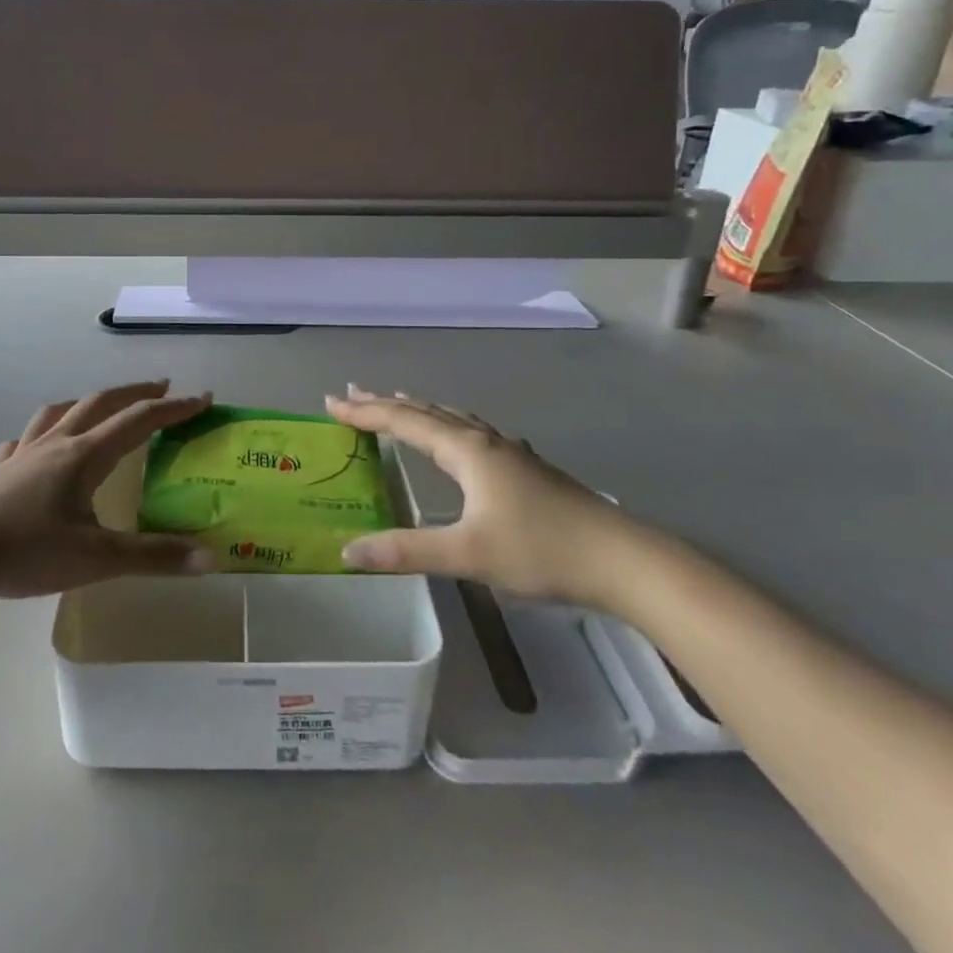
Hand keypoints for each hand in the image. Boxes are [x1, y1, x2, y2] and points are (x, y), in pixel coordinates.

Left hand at [0, 380, 215, 606]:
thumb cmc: (24, 552)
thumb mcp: (96, 559)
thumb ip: (154, 557)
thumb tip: (210, 557)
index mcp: (84, 455)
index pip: (140, 420)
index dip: (175, 408)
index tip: (203, 398)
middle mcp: (55, 444)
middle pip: (100, 403)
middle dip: (135, 393)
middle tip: (161, 388)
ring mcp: (20, 455)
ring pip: (58, 414)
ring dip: (86, 403)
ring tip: (99, 407)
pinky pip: (21, 442)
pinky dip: (37, 436)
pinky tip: (32, 449)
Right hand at [326, 386, 647, 608]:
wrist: (621, 559)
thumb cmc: (540, 550)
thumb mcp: (467, 554)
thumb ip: (406, 550)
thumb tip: (348, 550)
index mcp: (466, 451)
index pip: (404, 422)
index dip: (365, 412)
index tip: (331, 403)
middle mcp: (484, 441)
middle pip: (426, 412)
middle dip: (386, 403)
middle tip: (352, 393)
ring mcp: (509, 453)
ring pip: (453, 419)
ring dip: (418, 410)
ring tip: (398, 401)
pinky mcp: (525, 469)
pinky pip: (472, 432)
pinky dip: (447, 425)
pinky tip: (459, 439)